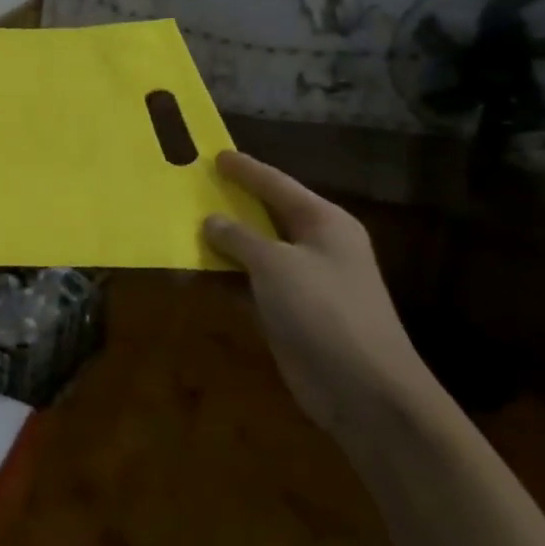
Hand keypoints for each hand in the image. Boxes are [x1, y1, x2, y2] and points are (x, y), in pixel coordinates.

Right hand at [201, 150, 438, 441]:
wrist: (364, 391)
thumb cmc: (324, 311)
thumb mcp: (276, 264)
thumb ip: (239, 238)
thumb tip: (211, 220)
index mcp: (323, 223)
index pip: (277, 184)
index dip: (246, 169)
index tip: (216, 154)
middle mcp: (315, 247)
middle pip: (264, 216)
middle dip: (229, 204)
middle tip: (192, 187)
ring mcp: (302, 283)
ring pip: (253, 252)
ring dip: (219, 245)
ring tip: (180, 228)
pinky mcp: (287, 314)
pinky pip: (247, 285)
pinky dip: (222, 279)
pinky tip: (190, 274)